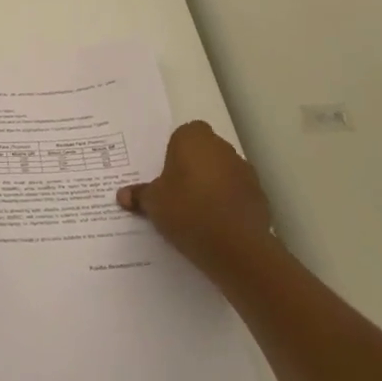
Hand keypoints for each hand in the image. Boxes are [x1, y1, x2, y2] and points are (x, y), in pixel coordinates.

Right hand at [117, 122, 277, 279]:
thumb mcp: (153, 203)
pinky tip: (215, 225)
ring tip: (195, 213)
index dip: (174, 152)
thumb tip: (122, 195)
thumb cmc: (187, 210)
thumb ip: (140, 195)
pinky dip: (227, 204)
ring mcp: (244, 171)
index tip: (166, 174)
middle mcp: (222, 147)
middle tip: (176, 193)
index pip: (183, 134)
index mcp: (194, 139)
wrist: (235, 245)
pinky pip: (236, 194)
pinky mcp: (259, 195)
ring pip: (222, 172)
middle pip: (204, 152)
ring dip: (212, 185)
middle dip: (192, 168)